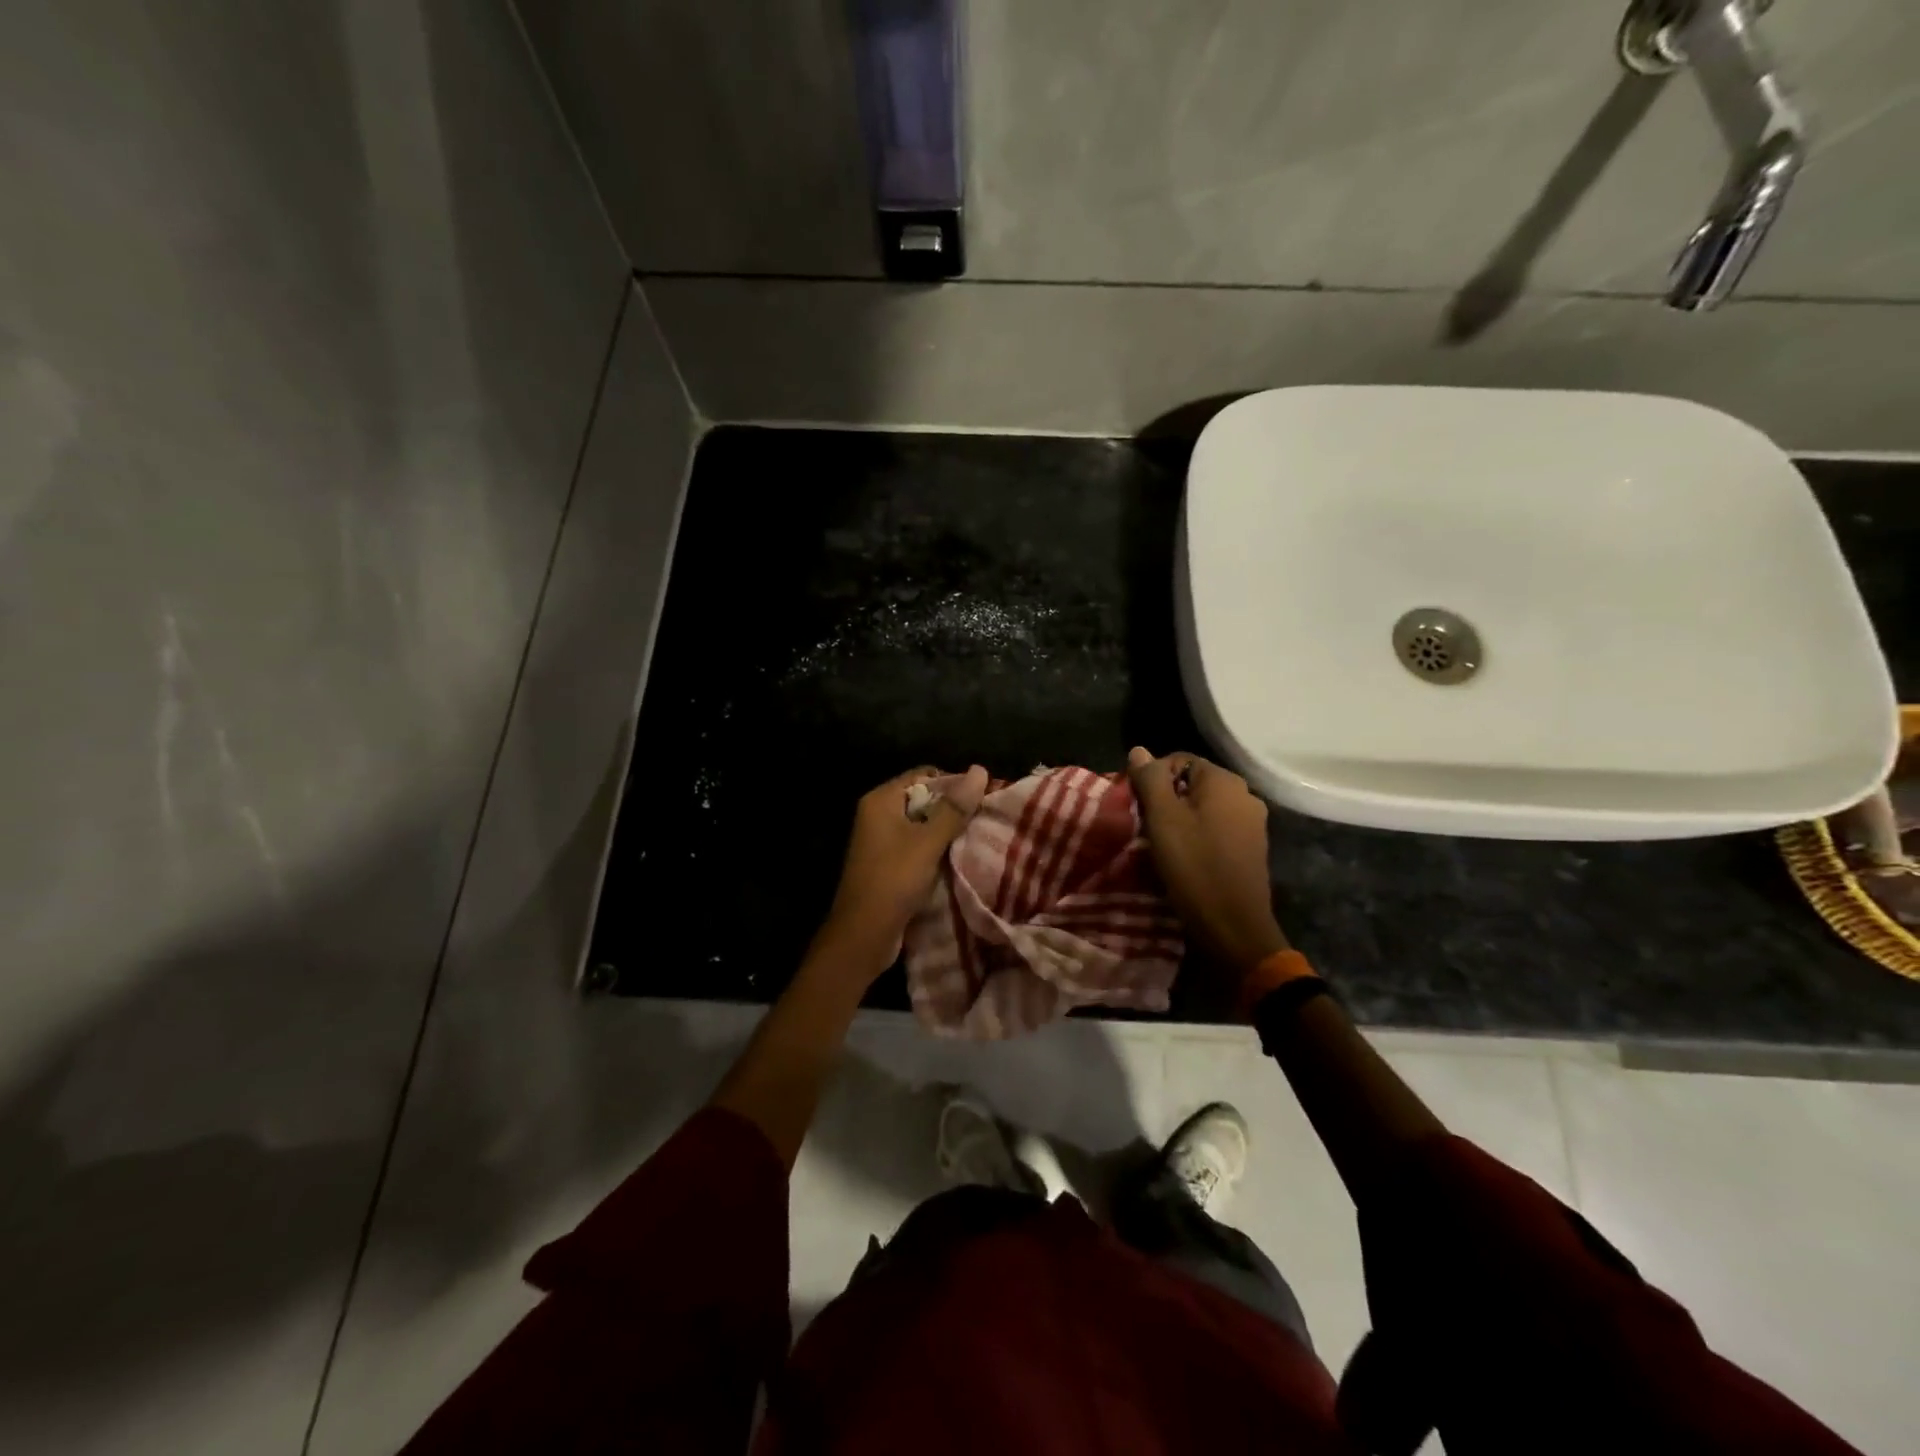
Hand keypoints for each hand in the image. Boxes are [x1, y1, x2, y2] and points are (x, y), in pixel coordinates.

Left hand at [816, 764, 989, 977]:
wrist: (863, 936)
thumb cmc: (893, 881)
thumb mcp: (928, 842)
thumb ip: (954, 808)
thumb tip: (980, 769)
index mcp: (881, 801)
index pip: (923, 775)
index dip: (953, 784)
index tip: (982, 798)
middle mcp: (877, 815)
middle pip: (923, 799)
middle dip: (952, 809)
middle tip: (984, 819)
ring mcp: (881, 841)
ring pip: (922, 826)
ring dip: (946, 832)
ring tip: (977, 837)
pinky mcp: (887, 864)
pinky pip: (917, 847)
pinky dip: (935, 850)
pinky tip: (959, 859)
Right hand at [1128, 747, 1288, 974]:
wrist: (1234, 925)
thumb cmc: (1194, 866)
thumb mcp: (1163, 819)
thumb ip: (1150, 780)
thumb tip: (1139, 750)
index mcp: (1224, 781)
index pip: (1179, 760)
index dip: (1152, 778)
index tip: (1136, 806)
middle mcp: (1245, 794)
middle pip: (1192, 784)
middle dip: (1166, 800)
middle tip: (1145, 826)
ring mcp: (1252, 823)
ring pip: (1204, 808)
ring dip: (1180, 820)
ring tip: (1161, 845)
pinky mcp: (1252, 848)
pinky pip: (1217, 829)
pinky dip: (1198, 836)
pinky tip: (1185, 858)